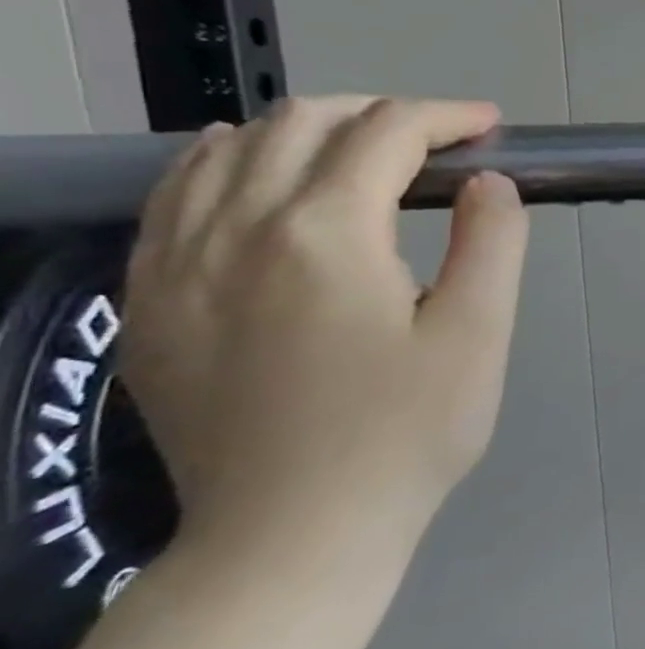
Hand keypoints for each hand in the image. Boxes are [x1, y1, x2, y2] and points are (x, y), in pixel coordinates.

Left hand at [120, 96, 529, 564]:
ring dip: (302, 130)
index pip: (386, 133)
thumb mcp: (479, 334)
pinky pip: (173, 198)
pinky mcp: (148, 304)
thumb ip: (492, 242)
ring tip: (358, 152)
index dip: (446, 117)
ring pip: (225, 149)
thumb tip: (487, 181)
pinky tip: (257, 180)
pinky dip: (224, 165)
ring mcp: (175, 266)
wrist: (292, 535)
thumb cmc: (406, 433)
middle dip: (380, 113)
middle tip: (437, 143)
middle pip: (301, 123)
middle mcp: (236, 229)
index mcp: (325, 233)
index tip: (490, 128)